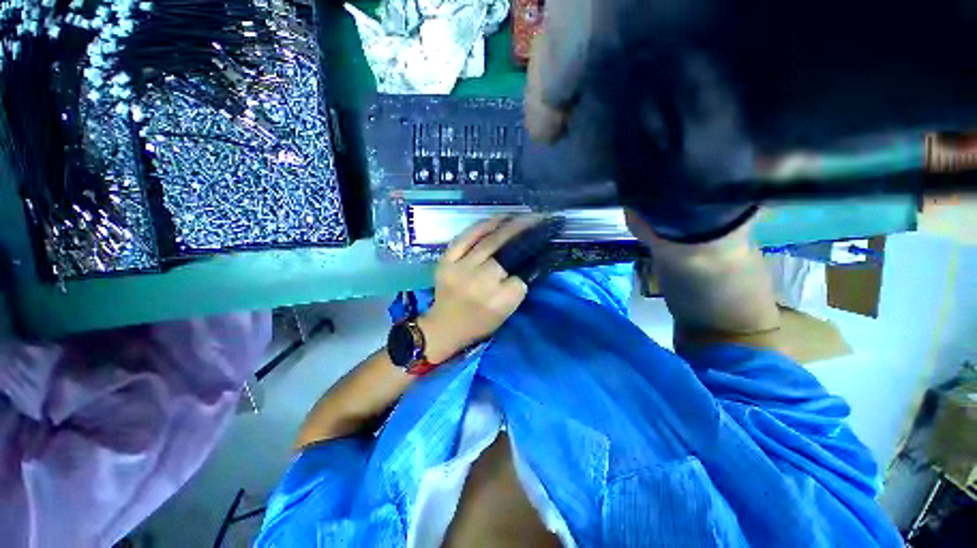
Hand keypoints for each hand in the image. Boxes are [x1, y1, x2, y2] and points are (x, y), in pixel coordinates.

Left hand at [418, 216, 541, 361]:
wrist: (444, 326)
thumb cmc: (479, 323)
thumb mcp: (506, 312)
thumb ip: (519, 287)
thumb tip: (534, 259)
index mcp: (497, 302)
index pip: (523, 275)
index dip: (536, 257)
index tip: (547, 241)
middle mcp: (479, 283)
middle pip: (506, 251)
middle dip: (525, 230)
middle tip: (540, 218)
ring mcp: (460, 269)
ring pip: (487, 240)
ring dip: (507, 224)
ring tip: (522, 214)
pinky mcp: (445, 261)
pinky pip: (465, 237)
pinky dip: (483, 225)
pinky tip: (497, 218)